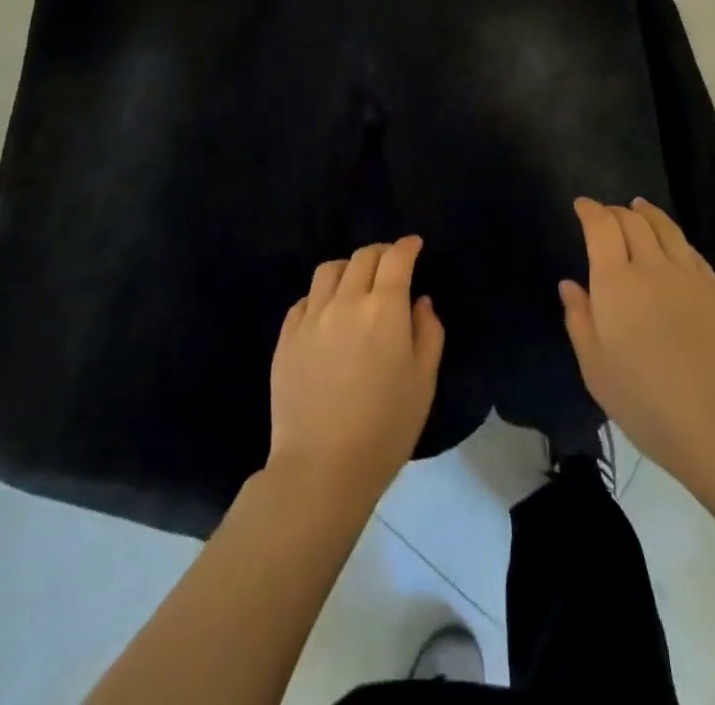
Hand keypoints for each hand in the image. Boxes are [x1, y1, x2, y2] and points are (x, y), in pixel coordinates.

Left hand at [267, 235, 444, 502]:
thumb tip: (420, 302)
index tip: (414, 245)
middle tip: (391, 263)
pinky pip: (304, 300)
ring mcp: (311, 317)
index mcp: (384, 308)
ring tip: (356, 283)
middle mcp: (346, 301)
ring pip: (329, 270)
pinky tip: (327, 313)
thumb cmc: (385, 428)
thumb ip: (428, 333)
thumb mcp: (424, 382)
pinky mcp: (286, 338)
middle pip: (363, 257)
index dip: (407, 246)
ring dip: (348, 268)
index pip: (396, 258)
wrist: (322, 468)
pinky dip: (321, 296)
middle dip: (381, 253)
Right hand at [561, 198, 714, 490]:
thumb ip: (579, 319)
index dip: (590, 210)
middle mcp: (651, 267)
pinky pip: (690, 250)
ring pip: (665, 228)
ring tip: (639, 207)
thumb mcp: (595, 368)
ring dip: (647, 213)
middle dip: (615, 211)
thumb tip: (570, 285)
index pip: (601, 227)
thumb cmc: (645, 401)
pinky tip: (673, 243)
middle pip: (633, 221)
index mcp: (615, 282)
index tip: (581, 205)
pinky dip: (675, 237)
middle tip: (606, 213)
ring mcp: (688, 276)